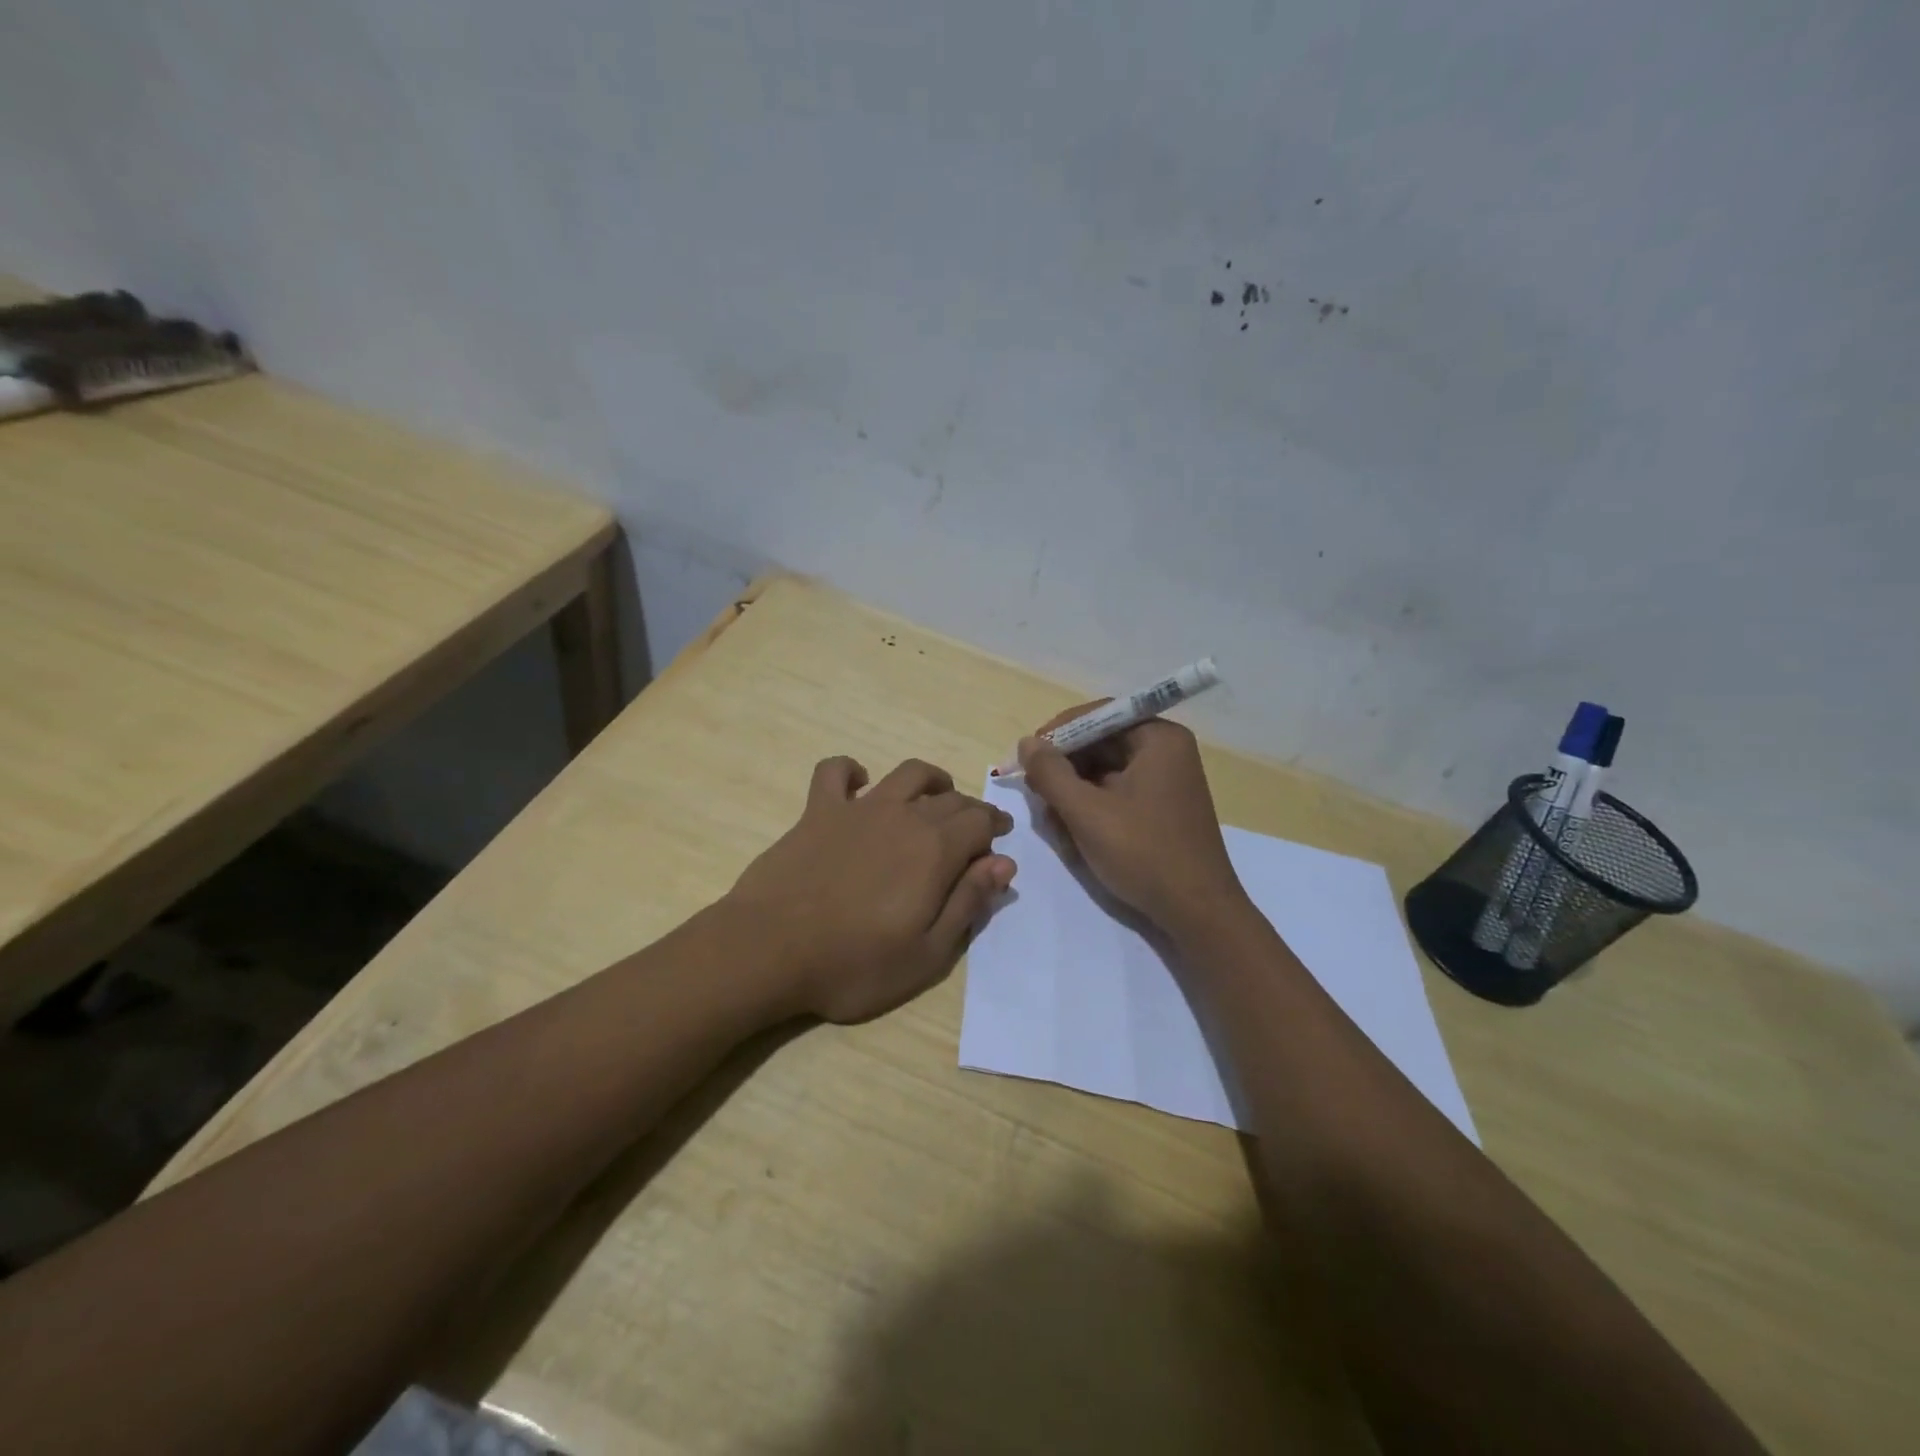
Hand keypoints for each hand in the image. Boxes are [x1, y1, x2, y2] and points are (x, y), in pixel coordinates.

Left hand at [727, 756, 1016, 1022]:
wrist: (770, 950)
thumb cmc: (854, 964)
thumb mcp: (927, 953)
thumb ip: (968, 903)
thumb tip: (1004, 863)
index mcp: (935, 850)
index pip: (979, 822)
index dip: (995, 828)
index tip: (999, 840)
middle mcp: (903, 817)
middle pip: (949, 799)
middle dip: (970, 810)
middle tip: (974, 829)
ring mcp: (858, 809)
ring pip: (906, 774)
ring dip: (930, 779)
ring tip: (935, 795)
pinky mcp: (817, 811)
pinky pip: (834, 771)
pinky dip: (850, 770)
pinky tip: (857, 783)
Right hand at [1017, 704, 1247, 934]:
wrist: (1197, 912)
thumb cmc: (1143, 853)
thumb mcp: (1087, 812)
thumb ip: (1051, 773)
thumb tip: (1027, 743)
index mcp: (1158, 738)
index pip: (1099, 715)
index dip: (1058, 732)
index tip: (1028, 756)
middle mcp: (1167, 750)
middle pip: (1101, 742)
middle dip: (1065, 766)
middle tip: (1036, 791)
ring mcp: (1166, 780)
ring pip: (1106, 770)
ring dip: (1075, 789)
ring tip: (1053, 817)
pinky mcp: (1162, 807)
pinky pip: (1118, 791)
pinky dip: (1092, 805)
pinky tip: (1073, 829)